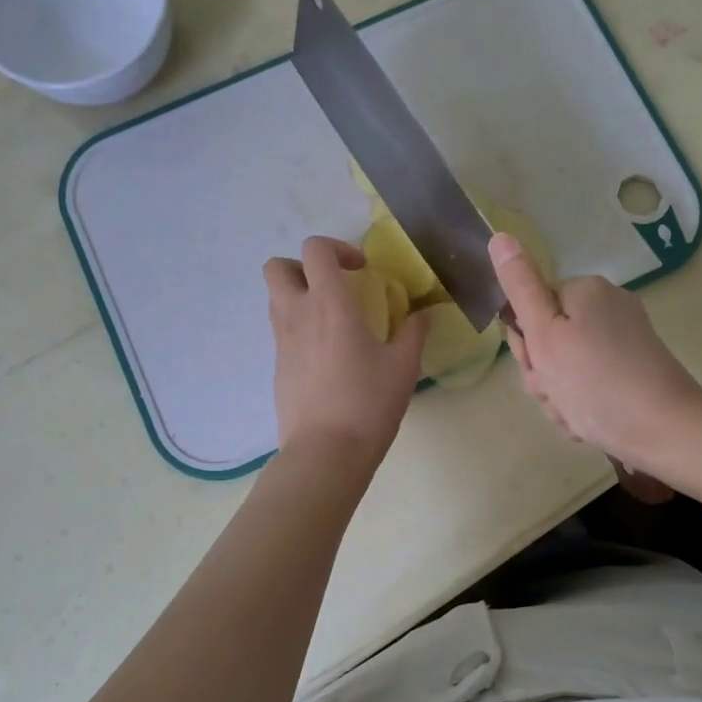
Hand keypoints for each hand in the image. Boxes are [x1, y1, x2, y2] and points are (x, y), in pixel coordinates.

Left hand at [266, 237, 425, 463]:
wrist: (326, 453)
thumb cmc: (368, 403)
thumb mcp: (403, 367)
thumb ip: (414, 332)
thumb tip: (425, 313)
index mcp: (329, 304)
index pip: (315, 249)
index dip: (337, 248)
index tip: (361, 271)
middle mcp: (297, 315)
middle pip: (277, 267)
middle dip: (303, 267)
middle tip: (334, 287)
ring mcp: (281, 343)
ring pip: (275, 299)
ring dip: (299, 296)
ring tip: (332, 319)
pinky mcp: (277, 368)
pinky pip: (281, 332)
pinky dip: (299, 328)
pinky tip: (327, 355)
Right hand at [490, 233, 701, 470]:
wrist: (667, 431)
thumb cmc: (596, 383)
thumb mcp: (545, 335)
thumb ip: (520, 288)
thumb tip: (500, 236)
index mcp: (585, 291)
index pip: (531, 308)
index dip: (526, 343)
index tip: (538, 367)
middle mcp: (608, 306)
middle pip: (549, 338)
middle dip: (544, 373)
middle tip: (556, 394)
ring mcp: (625, 338)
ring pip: (567, 366)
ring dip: (560, 394)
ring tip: (575, 413)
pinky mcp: (636, 368)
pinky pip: (591, 381)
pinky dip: (583, 401)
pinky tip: (589, 420)